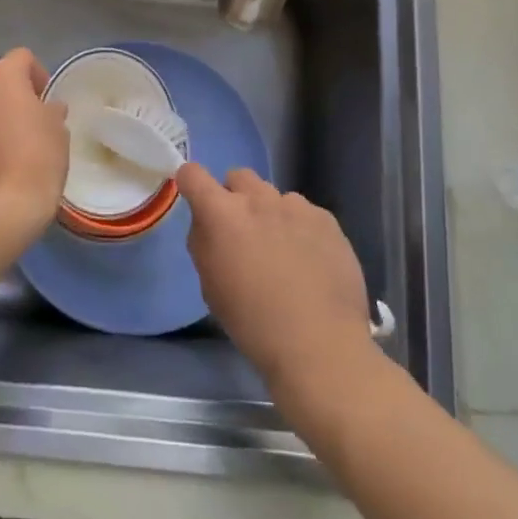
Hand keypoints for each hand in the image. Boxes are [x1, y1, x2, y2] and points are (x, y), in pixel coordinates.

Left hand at [0, 49, 69, 236]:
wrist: (2, 208)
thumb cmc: (38, 158)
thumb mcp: (58, 129)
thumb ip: (51, 110)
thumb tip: (47, 109)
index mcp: (2, 77)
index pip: (22, 58)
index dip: (38, 75)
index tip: (47, 100)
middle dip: (14, 95)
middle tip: (33, 121)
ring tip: (15, 143)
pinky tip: (0, 159)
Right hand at [176, 163, 374, 392]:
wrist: (320, 345)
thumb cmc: (253, 323)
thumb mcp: (211, 287)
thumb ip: (204, 243)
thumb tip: (208, 225)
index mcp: (222, 214)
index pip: (193, 174)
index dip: (191, 183)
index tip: (196, 201)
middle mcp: (257, 199)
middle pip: (238, 176)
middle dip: (235, 196)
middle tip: (243, 232)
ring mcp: (296, 206)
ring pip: (274, 195)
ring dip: (270, 213)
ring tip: (283, 251)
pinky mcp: (326, 219)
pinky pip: (305, 212)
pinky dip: (301, 228)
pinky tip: (310, 261)